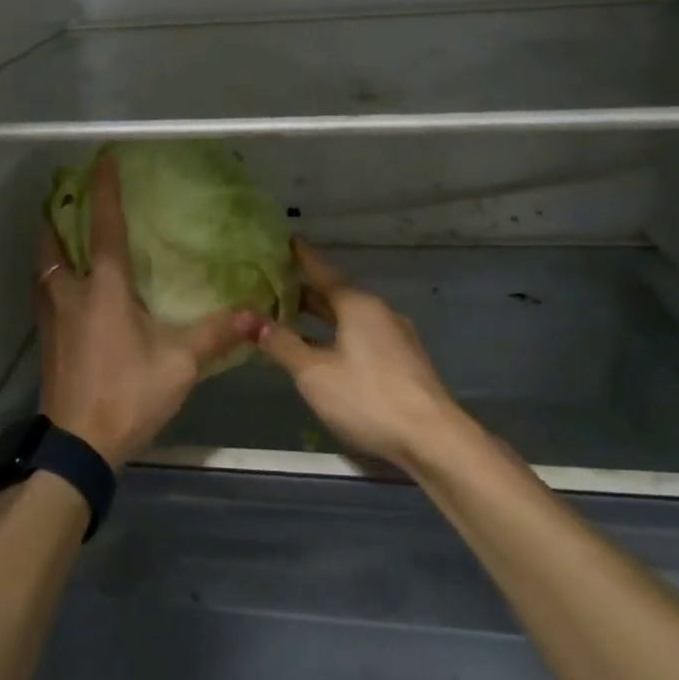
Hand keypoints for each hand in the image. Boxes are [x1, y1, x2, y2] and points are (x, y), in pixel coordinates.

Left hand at [34, 156, 259, 467]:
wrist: (78, 445)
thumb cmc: (128, 394)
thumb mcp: (180, 365)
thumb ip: (216, 334)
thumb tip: (254, 312)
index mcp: (104, 289)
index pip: (104, 228)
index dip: (104, 190)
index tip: (102, 160)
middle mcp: (71, 293)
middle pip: (52, 241)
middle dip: (57, 214)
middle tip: (68, 197)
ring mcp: (52, 317)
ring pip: (42, 267)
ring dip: (49, 243)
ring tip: (62, 233)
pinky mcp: (46, 339)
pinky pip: (43, 291)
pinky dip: (50, 274)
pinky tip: (65, 286)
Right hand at [256, 242, 474, 468]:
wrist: (431, 439)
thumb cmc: (366, 396)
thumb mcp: (313, 372)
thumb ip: (280, 343)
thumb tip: (246, 318)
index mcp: (357, 304)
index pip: (322, 269)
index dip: (300, 256)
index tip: (283, 240)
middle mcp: (378, 312)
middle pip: (335, 293)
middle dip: (304, 290)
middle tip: (272, 284)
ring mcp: (393, 337)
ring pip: (348, 316)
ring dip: (319, 316)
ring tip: (289, 317)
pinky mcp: (400, 361)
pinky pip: (360, 335)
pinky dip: (335, 334)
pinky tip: (320, 350)